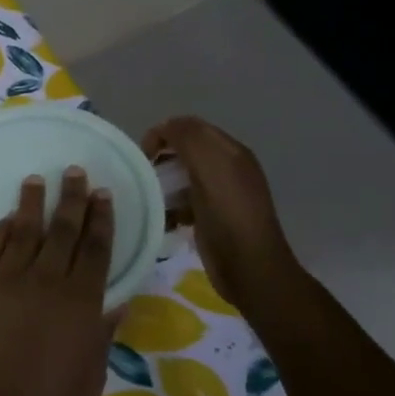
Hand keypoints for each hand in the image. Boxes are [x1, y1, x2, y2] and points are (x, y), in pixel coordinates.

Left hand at [0, 168, 116, 395]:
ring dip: (31, 204)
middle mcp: (45, 281)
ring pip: (22, 232)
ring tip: (37, 180)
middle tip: (75, 172)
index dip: (101, 218)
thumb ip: (102, 330)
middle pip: (62, 230)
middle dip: (71, 199)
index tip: (103, 194)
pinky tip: (6, 220)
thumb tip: (117, 300)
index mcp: (82, 302)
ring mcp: (4, 282)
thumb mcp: (92, 372)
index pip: (96, 248)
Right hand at [142, 117, 297, 306]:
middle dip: (161, 160)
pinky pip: (183, 202)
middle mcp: (227, 168)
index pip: (190, 127)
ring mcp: (220, 195)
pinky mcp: (211, 218)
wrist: (250, 269)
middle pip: (184, 152)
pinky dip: (170, 208)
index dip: (163, 134)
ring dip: (163, 186)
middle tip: (145, 178)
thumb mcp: (210, 168)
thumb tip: (165, 126)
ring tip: (152, 201)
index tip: (144, 156)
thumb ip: (189, 139)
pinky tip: (165, 221)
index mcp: (230, 152)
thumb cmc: (228, 216)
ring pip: (181, 178)